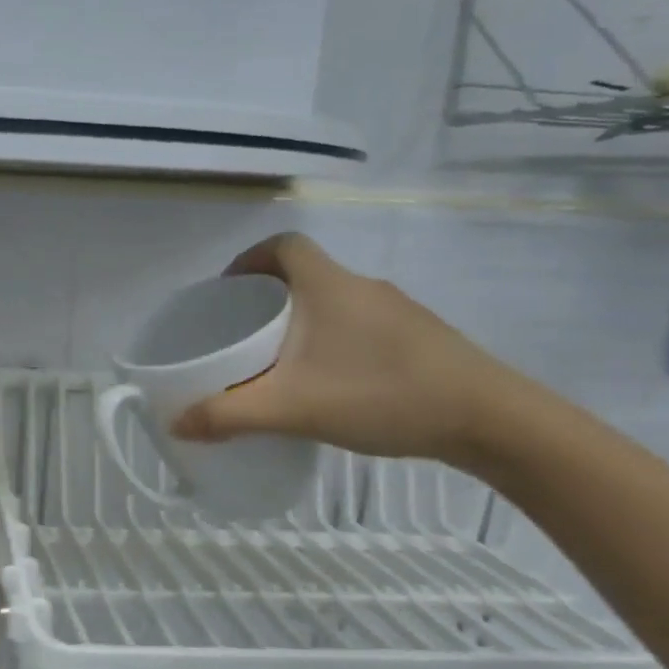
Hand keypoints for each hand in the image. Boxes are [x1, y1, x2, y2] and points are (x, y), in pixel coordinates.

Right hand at [170, 233, 521, 463]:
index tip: (227, 290)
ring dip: (301, 321)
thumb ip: (229, 415)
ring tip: (277, 361)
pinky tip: (327, 380)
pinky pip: (359, 325)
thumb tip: (176, 423)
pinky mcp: (419, 338)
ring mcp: (397, 312)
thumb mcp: (293, 407)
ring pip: (333, 302)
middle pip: (304, 274)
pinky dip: (331, 340)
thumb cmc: (382, 394)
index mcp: (329, 286)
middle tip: (241, 333)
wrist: (491, 420)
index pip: (283, 245)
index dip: (250, 258)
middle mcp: (362, 287)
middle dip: (267, 297)